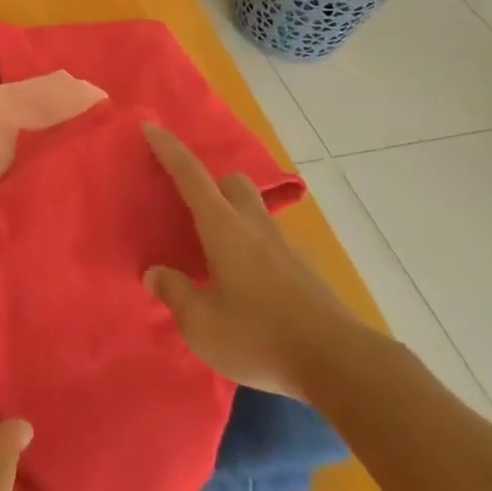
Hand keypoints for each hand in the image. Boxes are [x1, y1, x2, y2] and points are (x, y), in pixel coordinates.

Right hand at [143, 123, 377, 401]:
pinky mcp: (305, 273)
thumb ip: (175, 294)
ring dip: (234, 217)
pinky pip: (271, 245)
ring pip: (255, 212)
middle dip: (211, 183)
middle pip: (233, 183)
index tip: (151, 126)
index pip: (191, 177)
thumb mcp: (201, 324)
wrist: (340, 364)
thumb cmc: (260, 337)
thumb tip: (155, 273)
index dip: (169, 150)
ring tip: (215, 253)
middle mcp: (255, 228)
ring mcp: (286, 249)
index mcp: (224, 229)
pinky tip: (247, 287)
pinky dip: (253, 250)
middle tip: (190, 207)